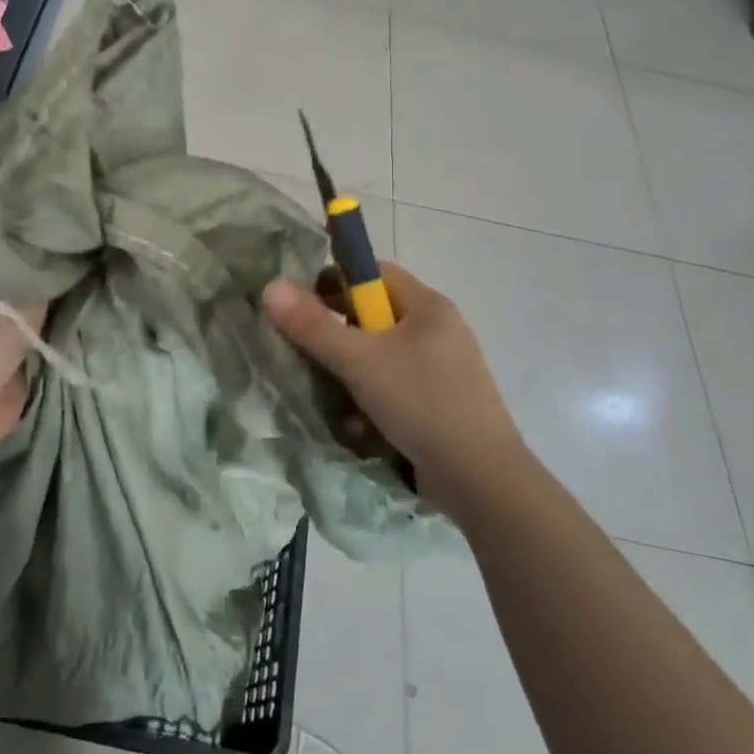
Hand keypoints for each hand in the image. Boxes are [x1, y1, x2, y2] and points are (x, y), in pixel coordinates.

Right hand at [262, 264, 522, 505]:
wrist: (482, 481)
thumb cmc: (422, 403)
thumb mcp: (360, 362)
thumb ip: (313, 325)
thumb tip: (271, 286)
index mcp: (429, 307)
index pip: (375, 272)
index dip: (337, 282)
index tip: (306, 307)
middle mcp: (439, 331)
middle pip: (374, 317)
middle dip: (341, 338)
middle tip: (315, 356)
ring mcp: (443, 370)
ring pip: (381, 357)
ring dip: (353, 377)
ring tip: (337, 401)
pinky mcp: (441, 404)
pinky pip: (395, 387)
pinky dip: (373, 402)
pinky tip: (360, 427)